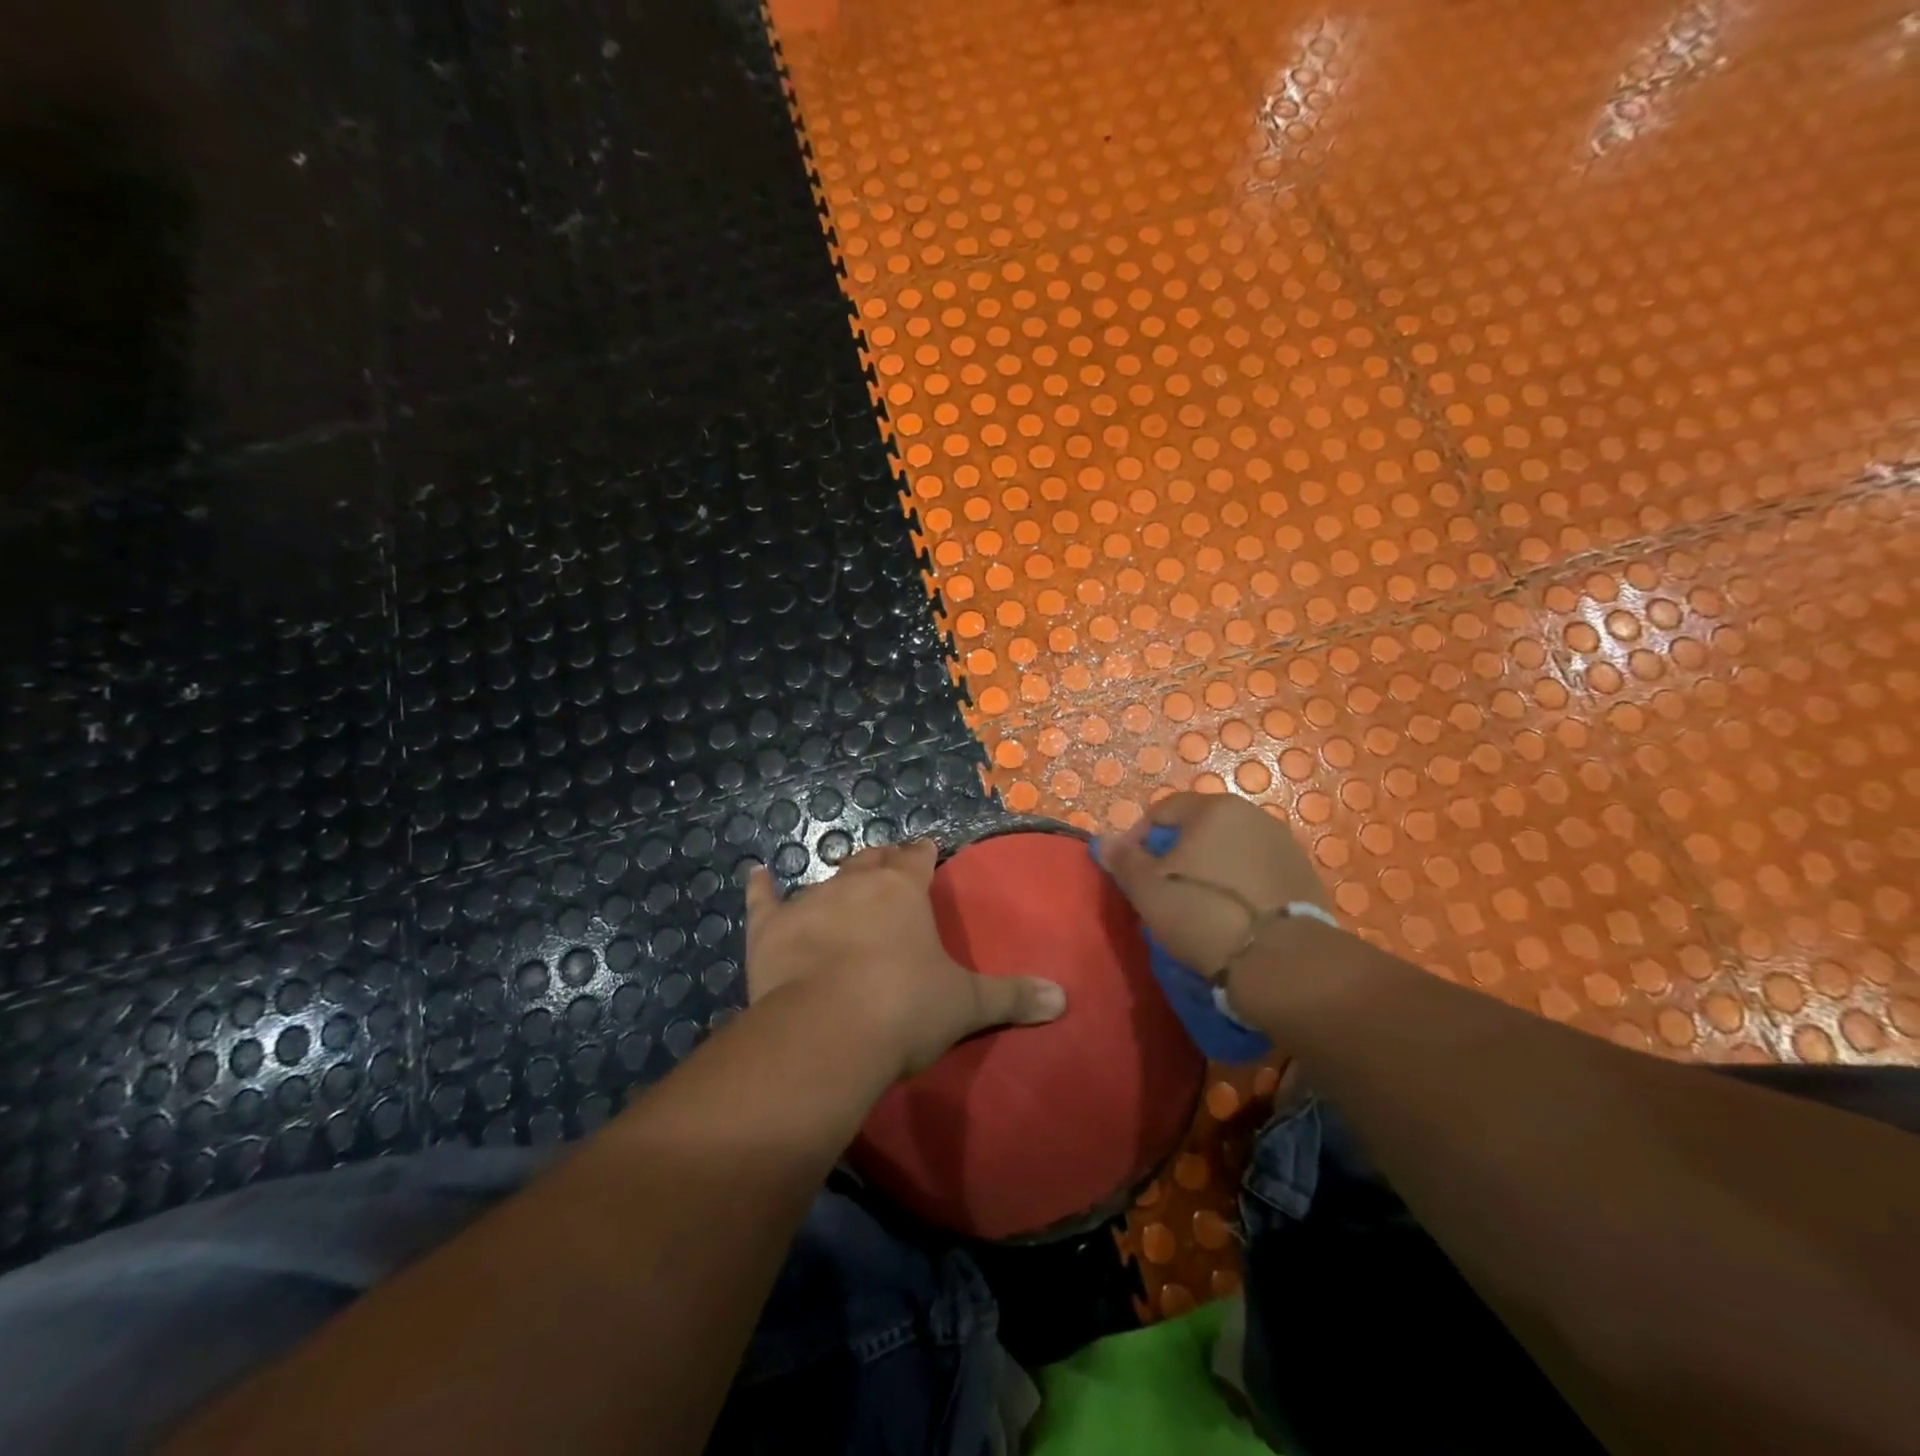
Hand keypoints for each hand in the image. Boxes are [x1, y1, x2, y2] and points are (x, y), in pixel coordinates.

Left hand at [744, 839, 1066, 1077]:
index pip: (918, 859)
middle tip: (889, 863)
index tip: (927, 848)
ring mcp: (810, 902)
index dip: (924, 853)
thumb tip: (1064, 999)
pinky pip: (764, 901)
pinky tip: (755, 875)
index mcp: (904, 892)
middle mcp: (856, 884)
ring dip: (837, 880)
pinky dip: (760, 889)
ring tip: (843, 881)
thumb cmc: (905, 1008)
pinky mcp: (770, 929)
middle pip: (872, 861)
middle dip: (883, 861)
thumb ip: (1014, 997)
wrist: (828, 1031)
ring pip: (826, 878)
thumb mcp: (966, 1004)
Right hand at [1097, 792, 1330, 977]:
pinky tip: (1230, 916)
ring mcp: (1283, 845)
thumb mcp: (1148, 890)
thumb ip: (1124, 860)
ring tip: (1196, 906)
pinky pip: (1255, 872)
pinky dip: (1238, 885)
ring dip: (1208, 869)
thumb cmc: (1204, 915)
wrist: (1282, 962)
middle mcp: (1253, 815)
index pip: (1162, 811)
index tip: (1130, 873)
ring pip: (1229, 850)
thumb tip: (1104, 841)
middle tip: (1161, 890)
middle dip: (1176, 854)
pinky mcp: (1303, 877)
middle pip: (1199, 828)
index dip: (1138, 838)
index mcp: (1214, 809)